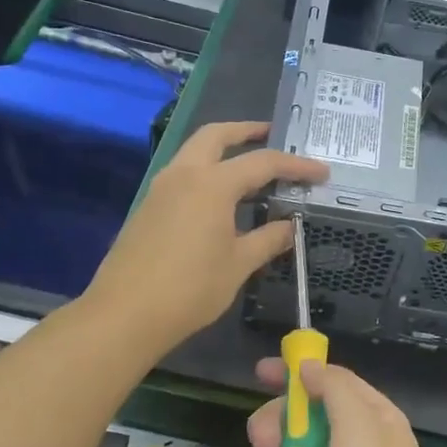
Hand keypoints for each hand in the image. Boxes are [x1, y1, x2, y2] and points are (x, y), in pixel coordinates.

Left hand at [86, 122, 325, 354]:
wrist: (124, 315)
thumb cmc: (190, 289)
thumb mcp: (238, 264)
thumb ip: (268, 239)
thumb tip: (290, 227)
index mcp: (212, 184)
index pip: (263, 163)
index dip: (296, 166)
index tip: (321, 172)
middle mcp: (184, 174)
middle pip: (217, 135)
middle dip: (246, 131)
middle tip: (272, 135)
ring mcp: (161, 188)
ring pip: (195, 151)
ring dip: (223, 149)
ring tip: (251, 167)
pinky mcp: (149, 206)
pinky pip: (184, 174)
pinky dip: (207, 171)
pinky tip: (222, 198)